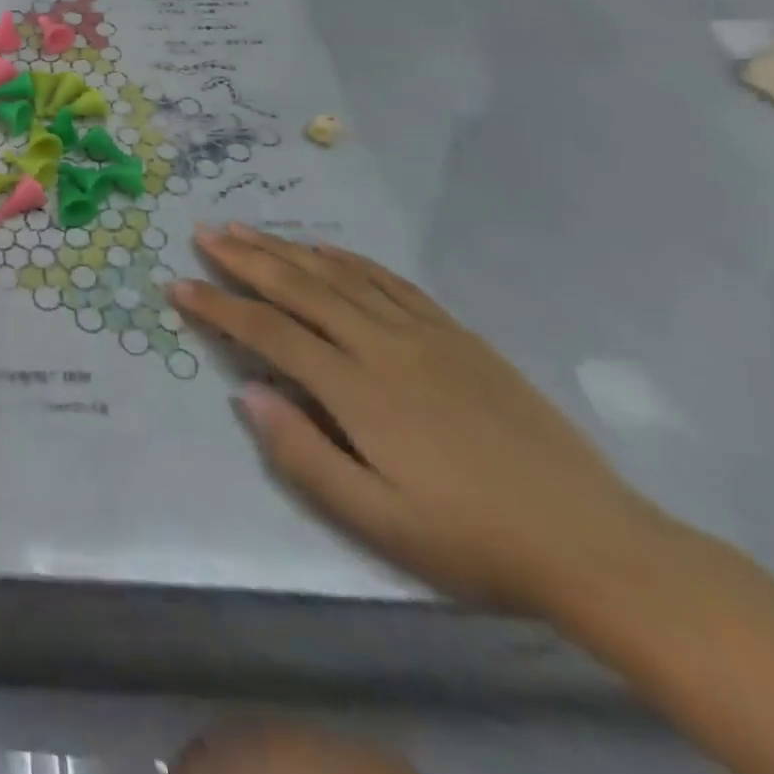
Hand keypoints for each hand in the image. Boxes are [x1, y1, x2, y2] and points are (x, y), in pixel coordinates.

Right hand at [173, 224, 663, 614]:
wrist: (595, 545)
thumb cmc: (472, 539)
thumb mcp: (378, 520)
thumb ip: (303, 456)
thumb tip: (247, 395)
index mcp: (358, 389)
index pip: (268, 332)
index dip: (218, 306)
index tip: (178, 285)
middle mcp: (383, 346)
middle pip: (299, 287)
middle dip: (244, 258)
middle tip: (204, 233)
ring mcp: (424, 334)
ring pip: (339, 275)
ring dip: (287, 249)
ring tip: (247, 229)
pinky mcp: (458, 336)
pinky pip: (392, 282)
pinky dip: (351, 259)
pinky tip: (327, 248)